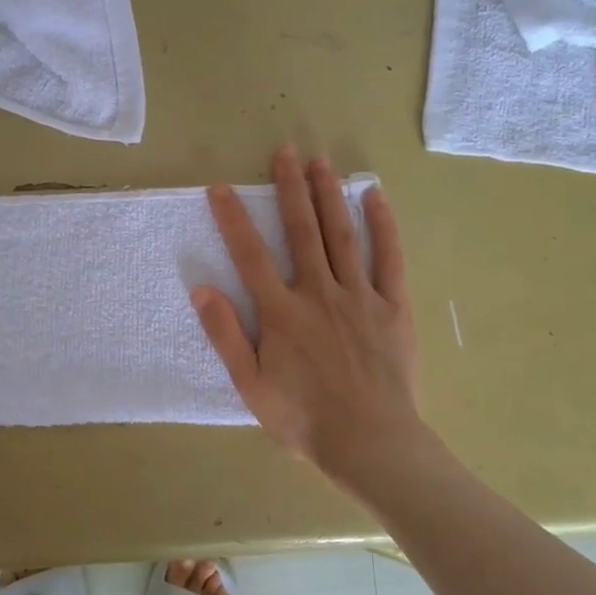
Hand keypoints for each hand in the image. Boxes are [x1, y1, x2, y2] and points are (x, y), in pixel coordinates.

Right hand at [193, 146, 422, 481]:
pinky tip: (375, 197)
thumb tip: (202, 289)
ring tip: (322, 162)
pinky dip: (383, 225)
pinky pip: (389, 258)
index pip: (251, 255)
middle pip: (302, 231)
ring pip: (342, 234)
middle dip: (290, 188)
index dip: (233, 218)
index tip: (221, 187)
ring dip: (330, 195)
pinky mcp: (393, 307)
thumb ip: (226, 335)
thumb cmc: (303, 419)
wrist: (370, 442)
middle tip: (286, 152)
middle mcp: (319, 292)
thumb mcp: (250, 385)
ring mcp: (359, 296)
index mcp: (282, 312)